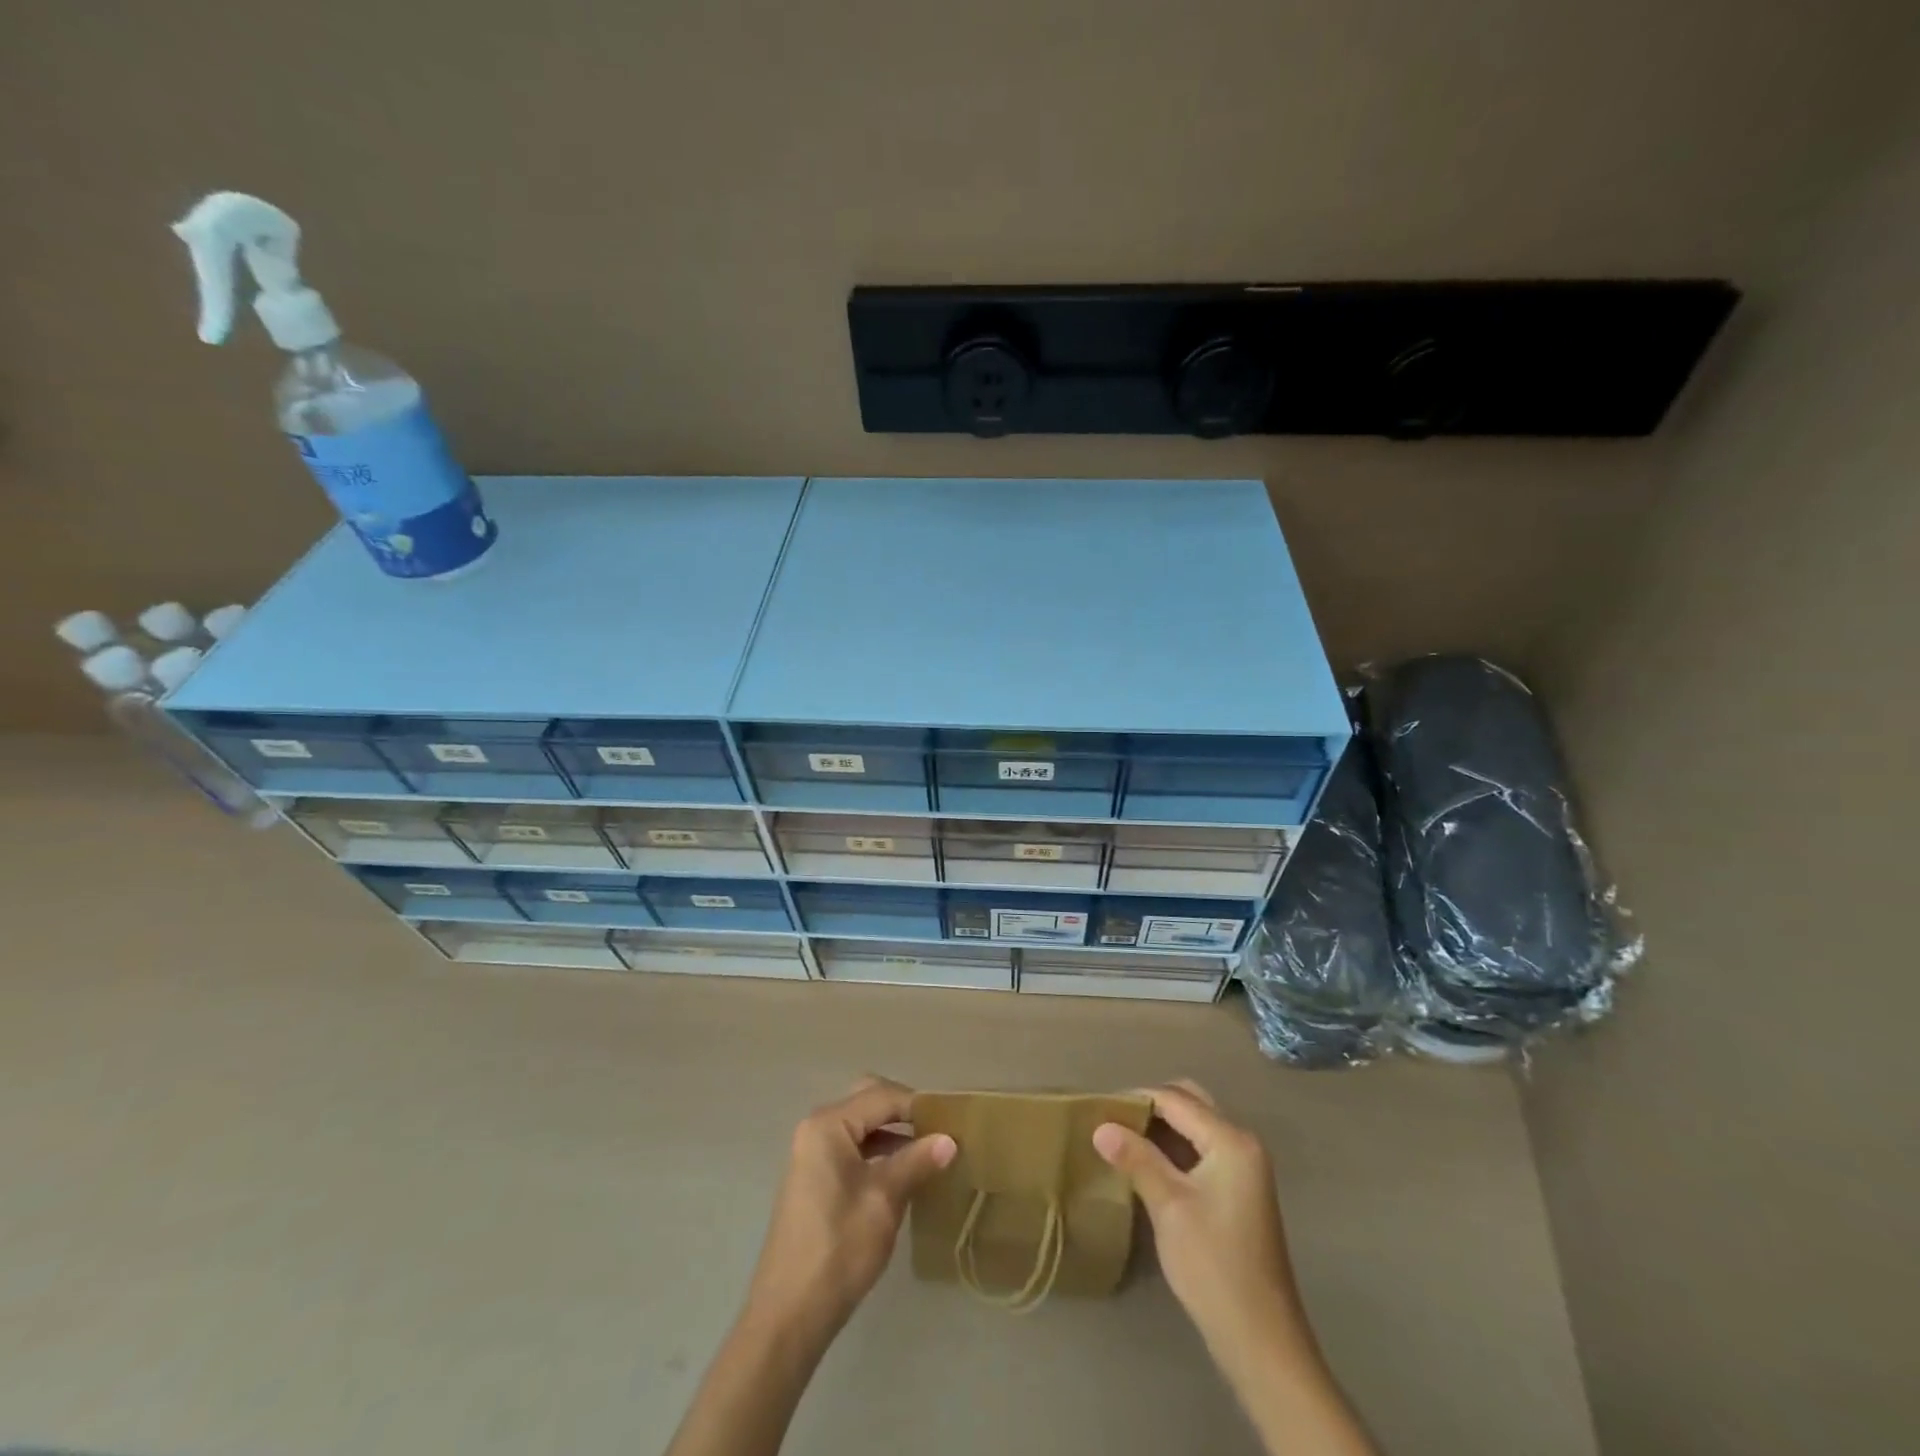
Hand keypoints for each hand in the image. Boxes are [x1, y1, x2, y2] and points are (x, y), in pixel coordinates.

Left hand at [743, 1075, 956, 1345]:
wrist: (789, 1315)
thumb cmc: (838, 1249)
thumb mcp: (884, 1200)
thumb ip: (916, 1162)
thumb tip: (950, 1140)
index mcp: (828, 1125)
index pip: (882, 1096)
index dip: (919, 1105)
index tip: (953, 1119)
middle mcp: (816, 1128)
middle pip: (868, 1101)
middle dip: (904, 1111)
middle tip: (939, 1129)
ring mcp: (812, 1153)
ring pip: (861, 1125)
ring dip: (893, 1132)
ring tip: (930, 1152)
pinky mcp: (814, 1177)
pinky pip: (852, 1147)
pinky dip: (878, 1151)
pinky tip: (904, 1173)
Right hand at [1093, 1081, 1311, 1364]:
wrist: (1260, 1340)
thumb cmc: (1213, 1266)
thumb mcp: (1169, 1206)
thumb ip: (1136, 1159)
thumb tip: (1100, 1126)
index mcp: (1231, 1141)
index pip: (1176, 1100)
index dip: (1137, 1098)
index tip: (1100, 1105)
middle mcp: (1242, 1144)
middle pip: (1191, 1103)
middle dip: (1152, 1105)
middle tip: (1113, 1119)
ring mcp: (1244, 1168)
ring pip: (1196, 1126)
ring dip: (1162, 1126)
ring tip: (1123, 1137)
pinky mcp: (1239, 1190)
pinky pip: (1202, 1149)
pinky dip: (1174, 1147)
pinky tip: (1147, 1162)